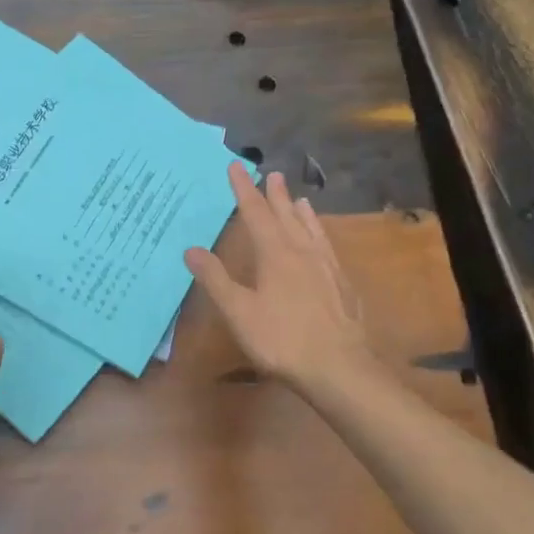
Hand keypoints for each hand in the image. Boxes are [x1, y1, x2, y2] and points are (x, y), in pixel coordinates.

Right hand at [185, 164, 372, 393]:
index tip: (236, 167)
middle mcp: (302, 252)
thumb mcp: (239, 312)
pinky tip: (321, 241)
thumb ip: (216, 280)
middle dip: (275, 195)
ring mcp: (326, 267)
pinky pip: (327, 247)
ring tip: (299, 198)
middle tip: (272, 174)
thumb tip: (191, 249)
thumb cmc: (281, 339)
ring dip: (301, 211)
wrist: (338, 366)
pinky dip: (320, 234)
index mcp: (275, 254)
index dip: (243, 190)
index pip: (256, 213)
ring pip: (311, 229)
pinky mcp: (341, 284)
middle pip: (286, 216)